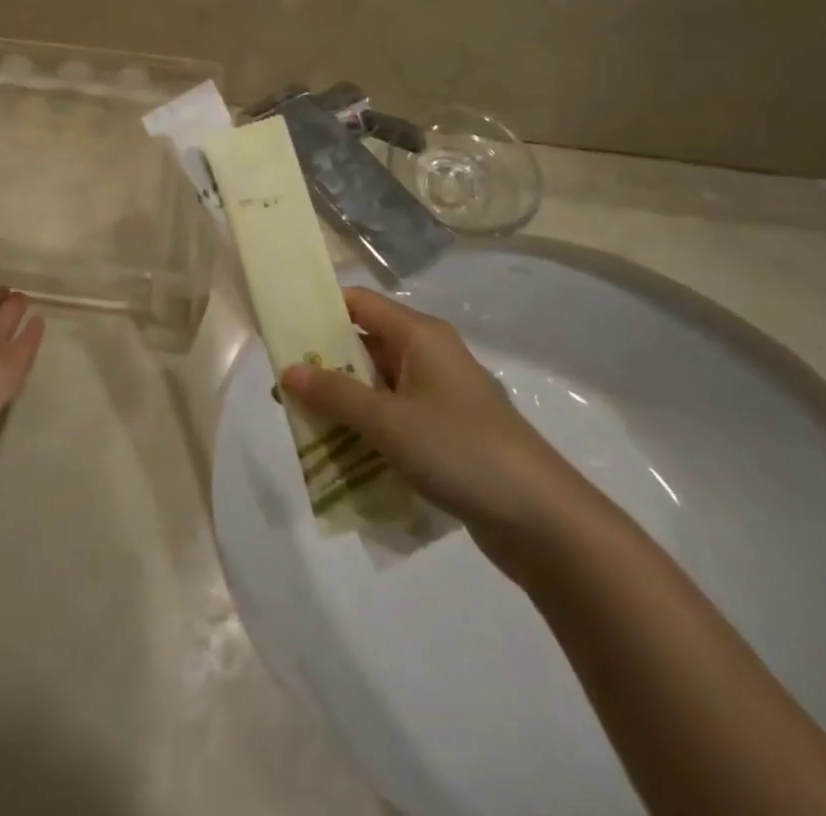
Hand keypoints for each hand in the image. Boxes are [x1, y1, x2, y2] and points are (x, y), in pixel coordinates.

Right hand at [280, 289, 578, 541]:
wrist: (542, 520)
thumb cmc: (460, 450)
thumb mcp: (388, 420)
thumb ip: (335, 394)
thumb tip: (288, 370)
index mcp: (419, 336)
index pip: (359, 303)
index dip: (320, 311)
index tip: (282, 330)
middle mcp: (429, 356)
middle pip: (364, 346)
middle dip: (324, 365)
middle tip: (284, 388)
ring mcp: (439, 396)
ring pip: (377, 387)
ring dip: (343, 403)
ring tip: (303, 425)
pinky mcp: (446, 433)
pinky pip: (394, 419)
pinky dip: (367, 430)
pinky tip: (343, 455)